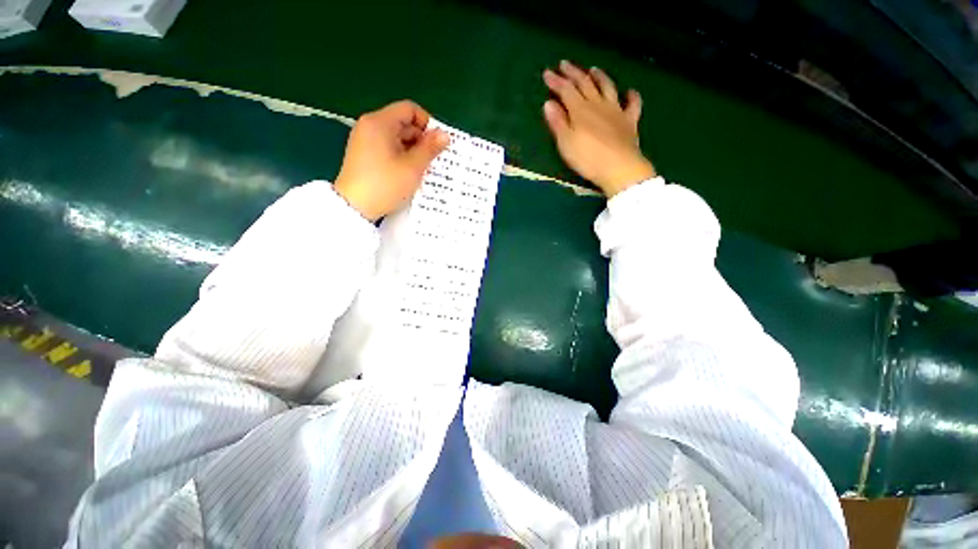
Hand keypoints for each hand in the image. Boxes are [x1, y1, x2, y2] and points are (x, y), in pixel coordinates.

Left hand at [334, 100, 449, 220]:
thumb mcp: (413, 167)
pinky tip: (408, 173)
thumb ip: (430, 148)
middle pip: (403, 123)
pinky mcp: (364, 155)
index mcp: (380, 122)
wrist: (354, 207)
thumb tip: (445, 135)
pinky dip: (401, 156)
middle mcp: (370, 126)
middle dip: (421, 140)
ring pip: (396, 138)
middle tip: (433, 160)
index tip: (437, 144)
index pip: (409, 109)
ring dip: (413, 150)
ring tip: (422, 169)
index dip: (427, 123)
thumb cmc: (385, 184)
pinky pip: (388, 148)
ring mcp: (365, 140)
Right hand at [542, 60, 655, 196]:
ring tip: (593, 69)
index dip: (556, 81)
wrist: (619, 167)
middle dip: (573, 73)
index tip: (546, 73)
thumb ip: (558, 123)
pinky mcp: (630, 121)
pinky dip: (631, 95)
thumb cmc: (588, 158)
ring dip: (599, 77)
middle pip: (585, 84)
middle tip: (564, 64)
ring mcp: (616, 111)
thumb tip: (548, 104)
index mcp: (580, 110)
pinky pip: (633, 104)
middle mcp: (598, 104)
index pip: (566, 90)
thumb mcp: (566, 143)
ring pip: (607, 87)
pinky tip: (629, 91)